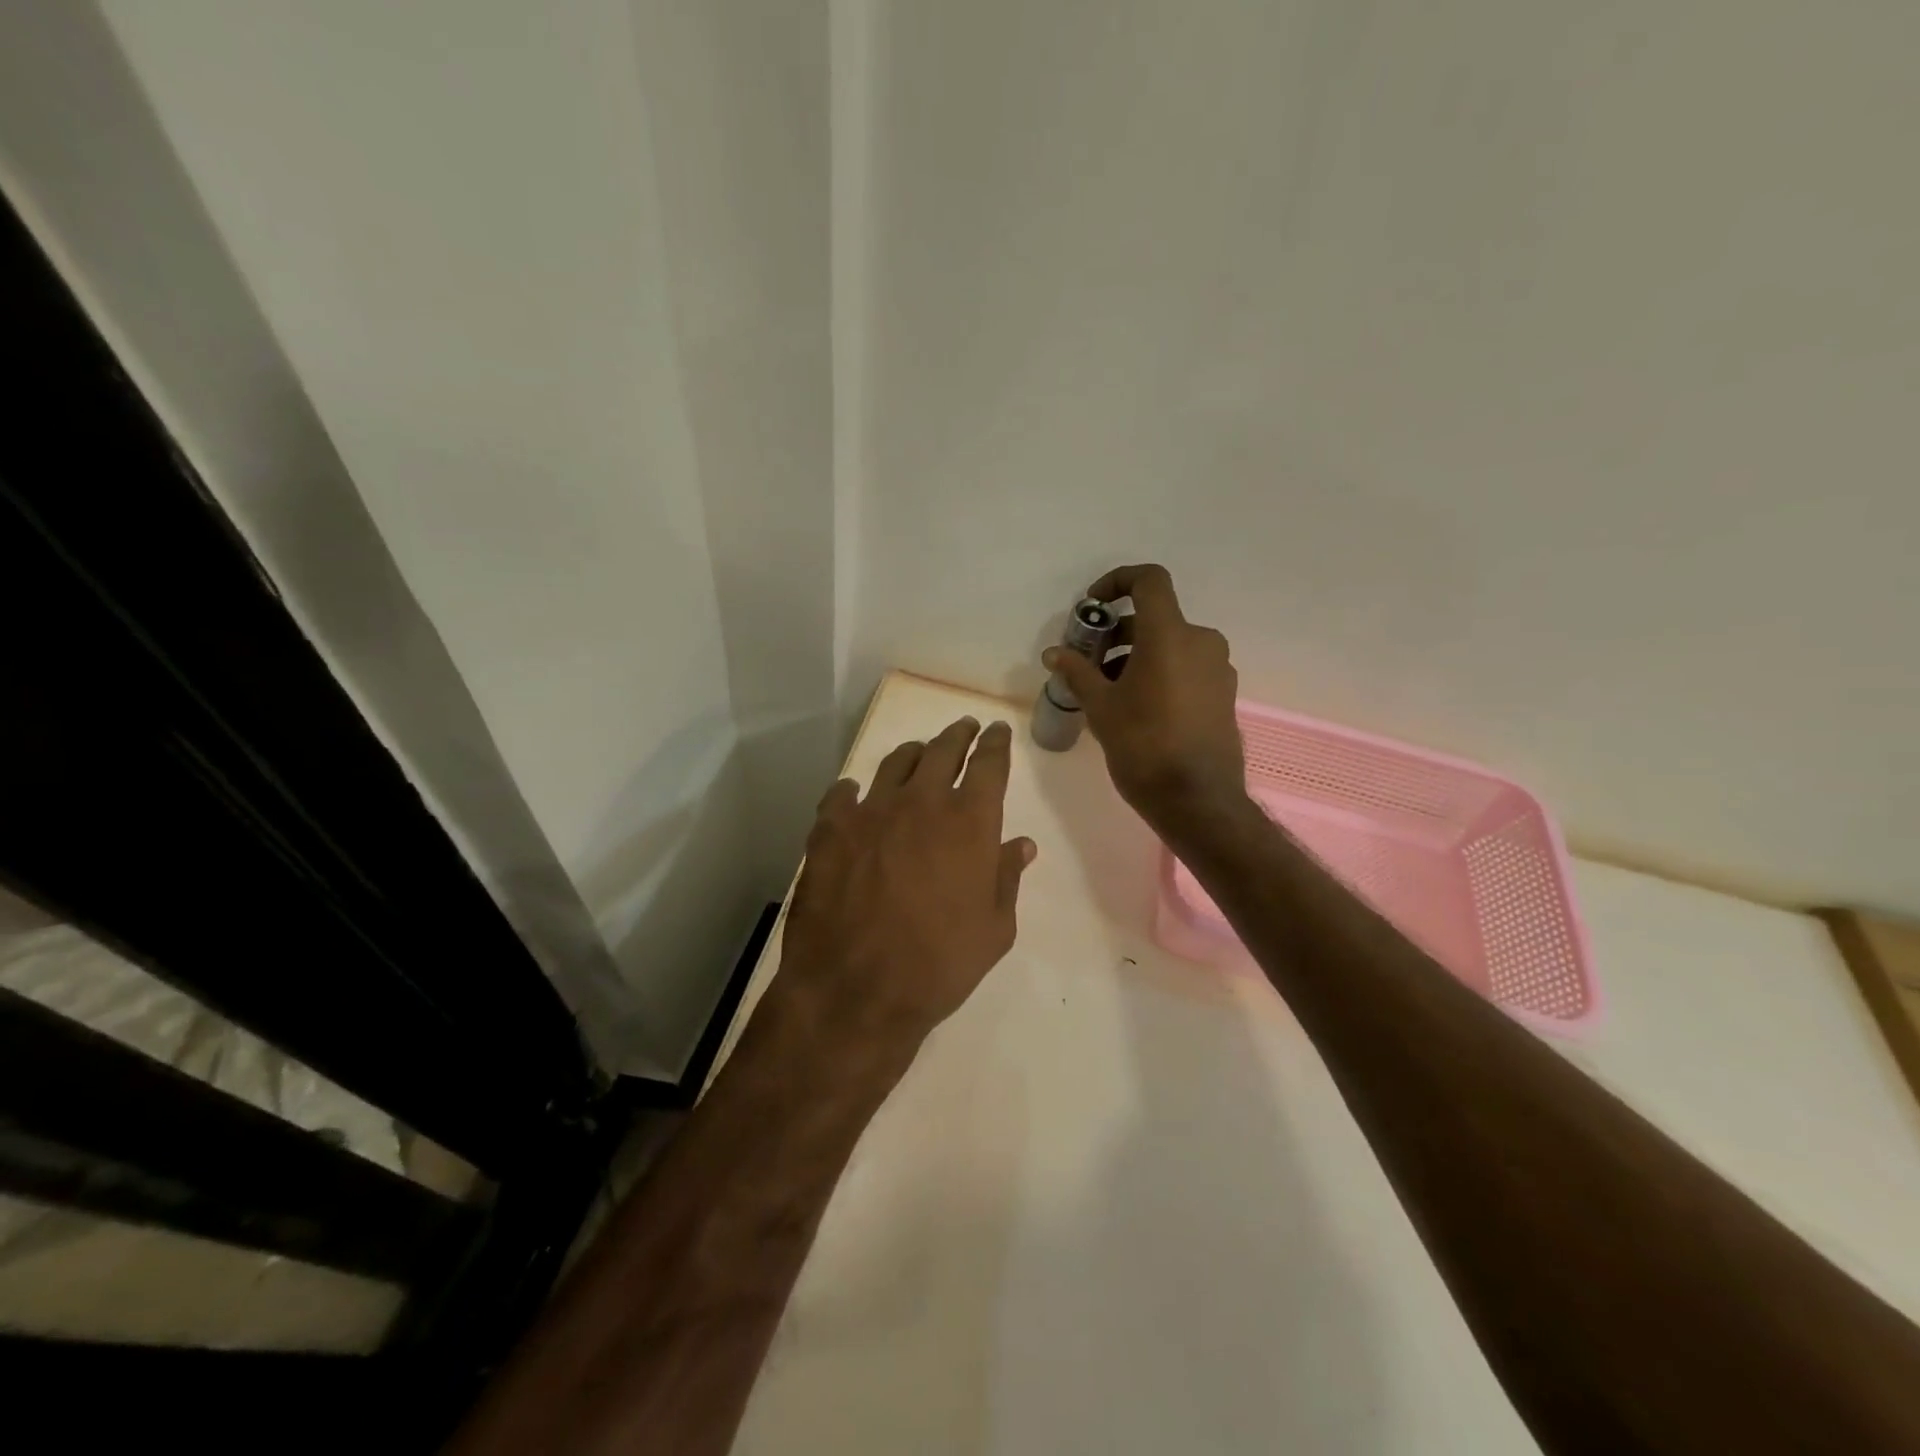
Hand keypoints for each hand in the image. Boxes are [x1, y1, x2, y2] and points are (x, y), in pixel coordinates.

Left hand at [774, 717, 1035, 1062]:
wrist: (856, 991)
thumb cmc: (939, 965)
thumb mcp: (994, 929)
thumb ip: (1007, 878)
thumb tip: (1021, 844)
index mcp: (969, 821)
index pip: (989, 764)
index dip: (996, 743)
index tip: (997, 732)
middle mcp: (921, 802)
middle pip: (943, 750)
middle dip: (958, 735)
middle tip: (964, 729)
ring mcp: (871, 811)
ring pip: (896, 762)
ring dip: (913, 753)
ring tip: (919, 753)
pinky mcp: (830, 829)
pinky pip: (842, 793)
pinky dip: (854, 789)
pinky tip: (855, 794)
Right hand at [1044, 564, 1248, 835]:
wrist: (1197, 800)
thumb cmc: (1144, 746)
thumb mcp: (1101, 707)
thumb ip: (1078, 672)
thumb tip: (1055, 653)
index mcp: (1170, 635)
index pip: (1149, 580)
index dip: (1117, 581)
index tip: (1093, 607)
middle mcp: (1201, 641)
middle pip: (1156, 618)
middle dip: (1118, 632)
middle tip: (1089, 661)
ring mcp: (1217, 668)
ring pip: (1171, 645)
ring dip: (1137, 655)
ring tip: (1108, 690)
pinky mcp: (1224, 693)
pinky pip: (1187, 667)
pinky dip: (1160, 672)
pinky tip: (1138, 708)